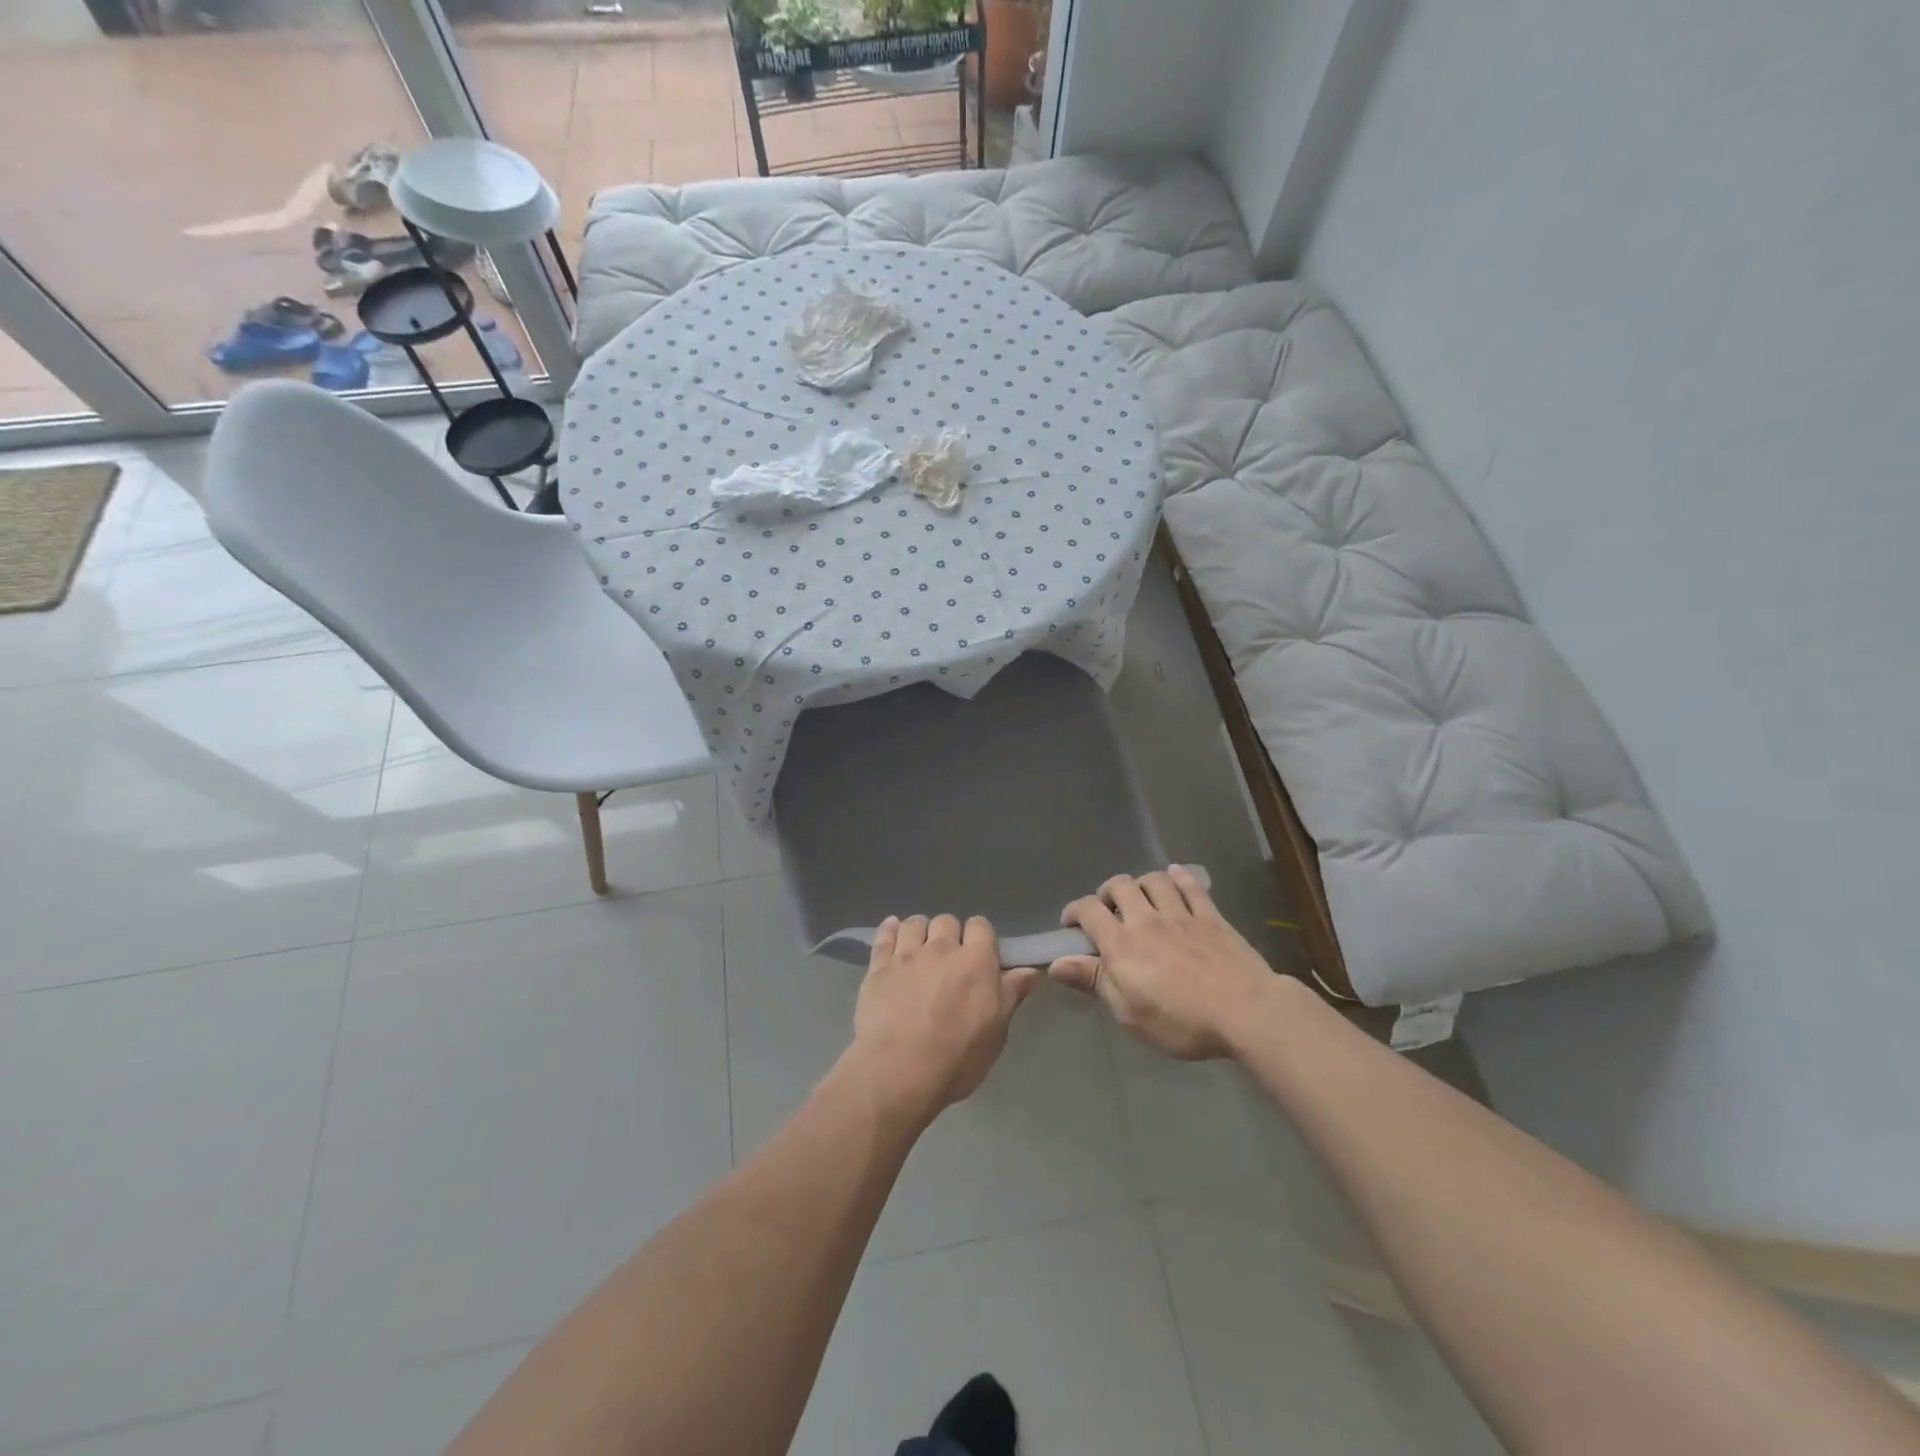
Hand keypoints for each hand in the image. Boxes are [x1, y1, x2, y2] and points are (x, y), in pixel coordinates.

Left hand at [846, 915, 1040, 1126]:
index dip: (980, 938)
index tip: (979, 956)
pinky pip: (884, 935)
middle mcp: (942, 948)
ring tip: (919, 950)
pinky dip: (889, 930)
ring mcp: (907, 955)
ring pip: (915, 923)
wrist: (898, 1071)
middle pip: (947, 921)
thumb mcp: (996, 1033)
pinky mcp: (878, 966)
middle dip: (950, 935)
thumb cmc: (956, 1057)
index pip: (981, 926)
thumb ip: (1011, 995)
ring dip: (920, 931)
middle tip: (948, 960)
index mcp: (976, 961)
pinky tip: (892, 932)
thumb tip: (1031, 970)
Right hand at [1050, 867, 1275, 1059]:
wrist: (1245, 1012)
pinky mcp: (1211, 916)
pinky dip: (1179, 877)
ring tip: (1140, 897)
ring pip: (1154, 880)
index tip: (1071, 925)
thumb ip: (1093, 980)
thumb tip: (1056, 963)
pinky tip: (1174, 876)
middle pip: (1120, 886)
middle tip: (1108, 910)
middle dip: (1107, 892)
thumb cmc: (1181, 1021)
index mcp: (1122, 944)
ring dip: (1141, 883)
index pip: (1088, 911)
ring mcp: (1181, 914)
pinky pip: (1191, 886)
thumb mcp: (1129, 1012)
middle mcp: (1147, 919)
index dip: (1074, 911)